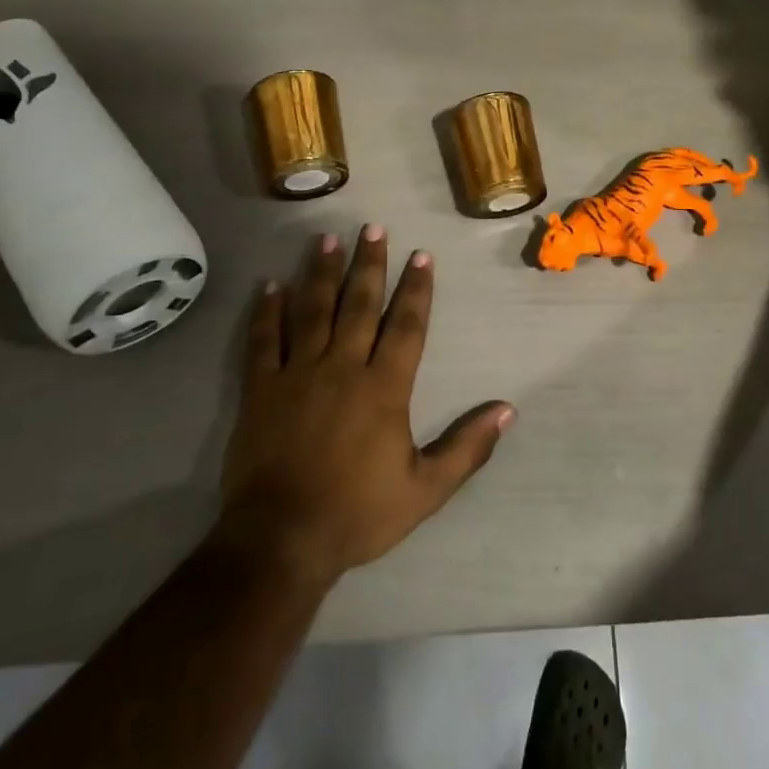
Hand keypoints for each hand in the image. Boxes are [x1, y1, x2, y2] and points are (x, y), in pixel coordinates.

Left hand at [214, 227, 514, 583]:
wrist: (281, 540)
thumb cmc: (358, 513)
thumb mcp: (425, 489)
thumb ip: (467, 447)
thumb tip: (507, 410)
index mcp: (384, 387)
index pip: (406, 326)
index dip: (416, 289)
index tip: (420, 255)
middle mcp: (343, 367)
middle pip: (359, 304)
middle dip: (369, 263)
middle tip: (373, 227)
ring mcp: (298, 374)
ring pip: (312, 310)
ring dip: (321, 272)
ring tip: (328, 238)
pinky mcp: (261, 389)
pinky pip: (264, 340)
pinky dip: (267, 311)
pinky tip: (270, 285)